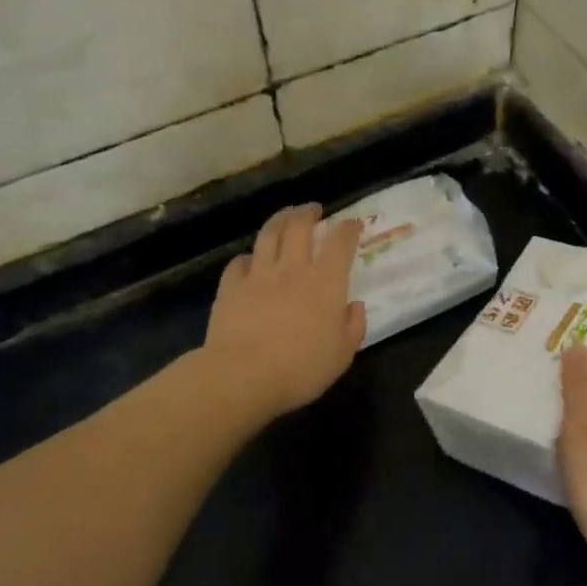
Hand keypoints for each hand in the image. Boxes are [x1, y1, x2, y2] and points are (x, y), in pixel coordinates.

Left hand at [204, 204, 366, 420]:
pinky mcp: (231, 287)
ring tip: (285, 215)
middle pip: (300, 227)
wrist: (243, 376)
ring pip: (269, 235)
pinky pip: (239, 263)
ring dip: (279, 220)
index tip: (352, 223)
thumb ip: (353, 327)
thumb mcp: (342, 355)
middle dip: (308, 213)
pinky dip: (247, 257)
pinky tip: (249, 259)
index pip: (340, 244)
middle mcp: (293, 270)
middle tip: (313, 209)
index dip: (348, 229)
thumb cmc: (301, 369)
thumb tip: (356, 306)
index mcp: (326, 283)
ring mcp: (258, 275)